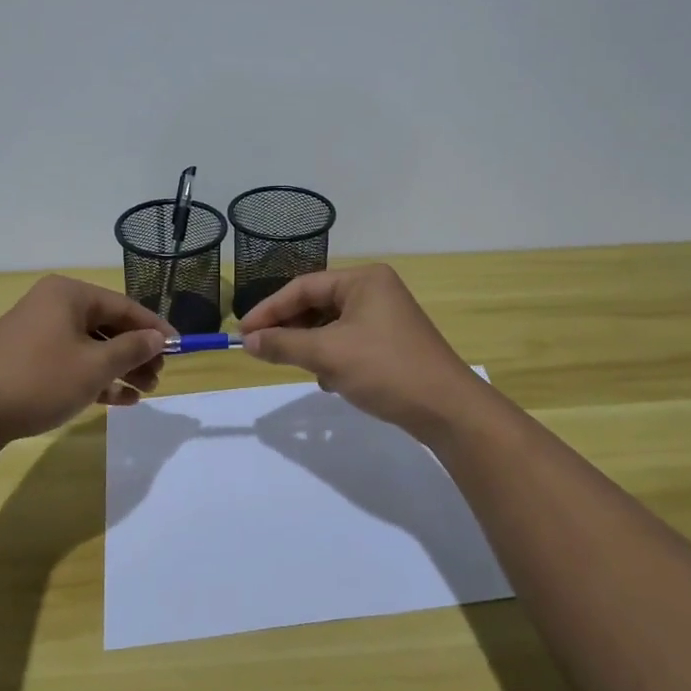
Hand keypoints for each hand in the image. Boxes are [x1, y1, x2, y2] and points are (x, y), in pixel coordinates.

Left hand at [0, 276, 175, 448]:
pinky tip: (119, 400)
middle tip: (158, 378)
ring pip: (90, 346)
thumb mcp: (94, 366)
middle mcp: (53, 305)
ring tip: (143, 392)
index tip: (180, 349)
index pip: (125, 306)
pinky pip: (71, 361)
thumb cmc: (39, 380)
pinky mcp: (26, 359)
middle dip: (136, 353)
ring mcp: (37, 332)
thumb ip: (131, 349)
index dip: (155, 328)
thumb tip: (158, 338)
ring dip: (119, 368)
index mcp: (69, 295)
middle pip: (107, 326)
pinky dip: (94, 377)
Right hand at [239, 265, 488, 444]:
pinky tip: (329, 381)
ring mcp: (385, 317)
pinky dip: (332, 358)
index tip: (243, 333)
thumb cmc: (385, 370)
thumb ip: (284, 345)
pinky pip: (347, 342)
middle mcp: (375, 291)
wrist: (447, 410)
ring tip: (298, 367)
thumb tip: (247, 342)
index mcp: (363, 280)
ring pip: (330, 326)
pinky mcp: (390, 343)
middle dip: (291, 329)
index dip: (269, 310)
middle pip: (317, 304)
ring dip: (311, 347)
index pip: (303, 287)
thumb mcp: (328, 355)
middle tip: (261, 351)